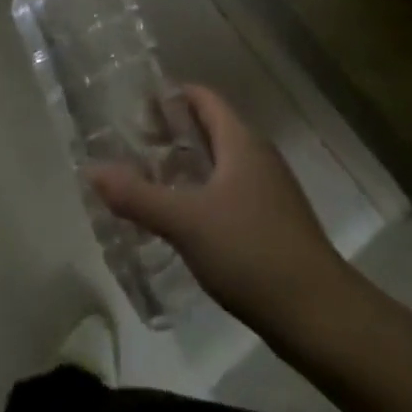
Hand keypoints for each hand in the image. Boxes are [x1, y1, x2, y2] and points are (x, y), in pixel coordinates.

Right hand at [90, 85, 348, 338]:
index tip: (134, 109)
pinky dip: (203, 192)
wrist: (320, 315)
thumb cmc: (251, 251)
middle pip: (210, 128)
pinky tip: (183, 220)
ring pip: (221, 162)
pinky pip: (231, 191)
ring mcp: (270, 190)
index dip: (170, 97)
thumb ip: (137, 196)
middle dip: (172, 133)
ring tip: (149, 181)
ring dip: (186, 165)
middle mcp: (258, 156)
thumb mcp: (186, 221)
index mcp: (241, 141)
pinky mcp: (274, 222)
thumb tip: (91, 170)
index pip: (203, 98)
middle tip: (132, 146)